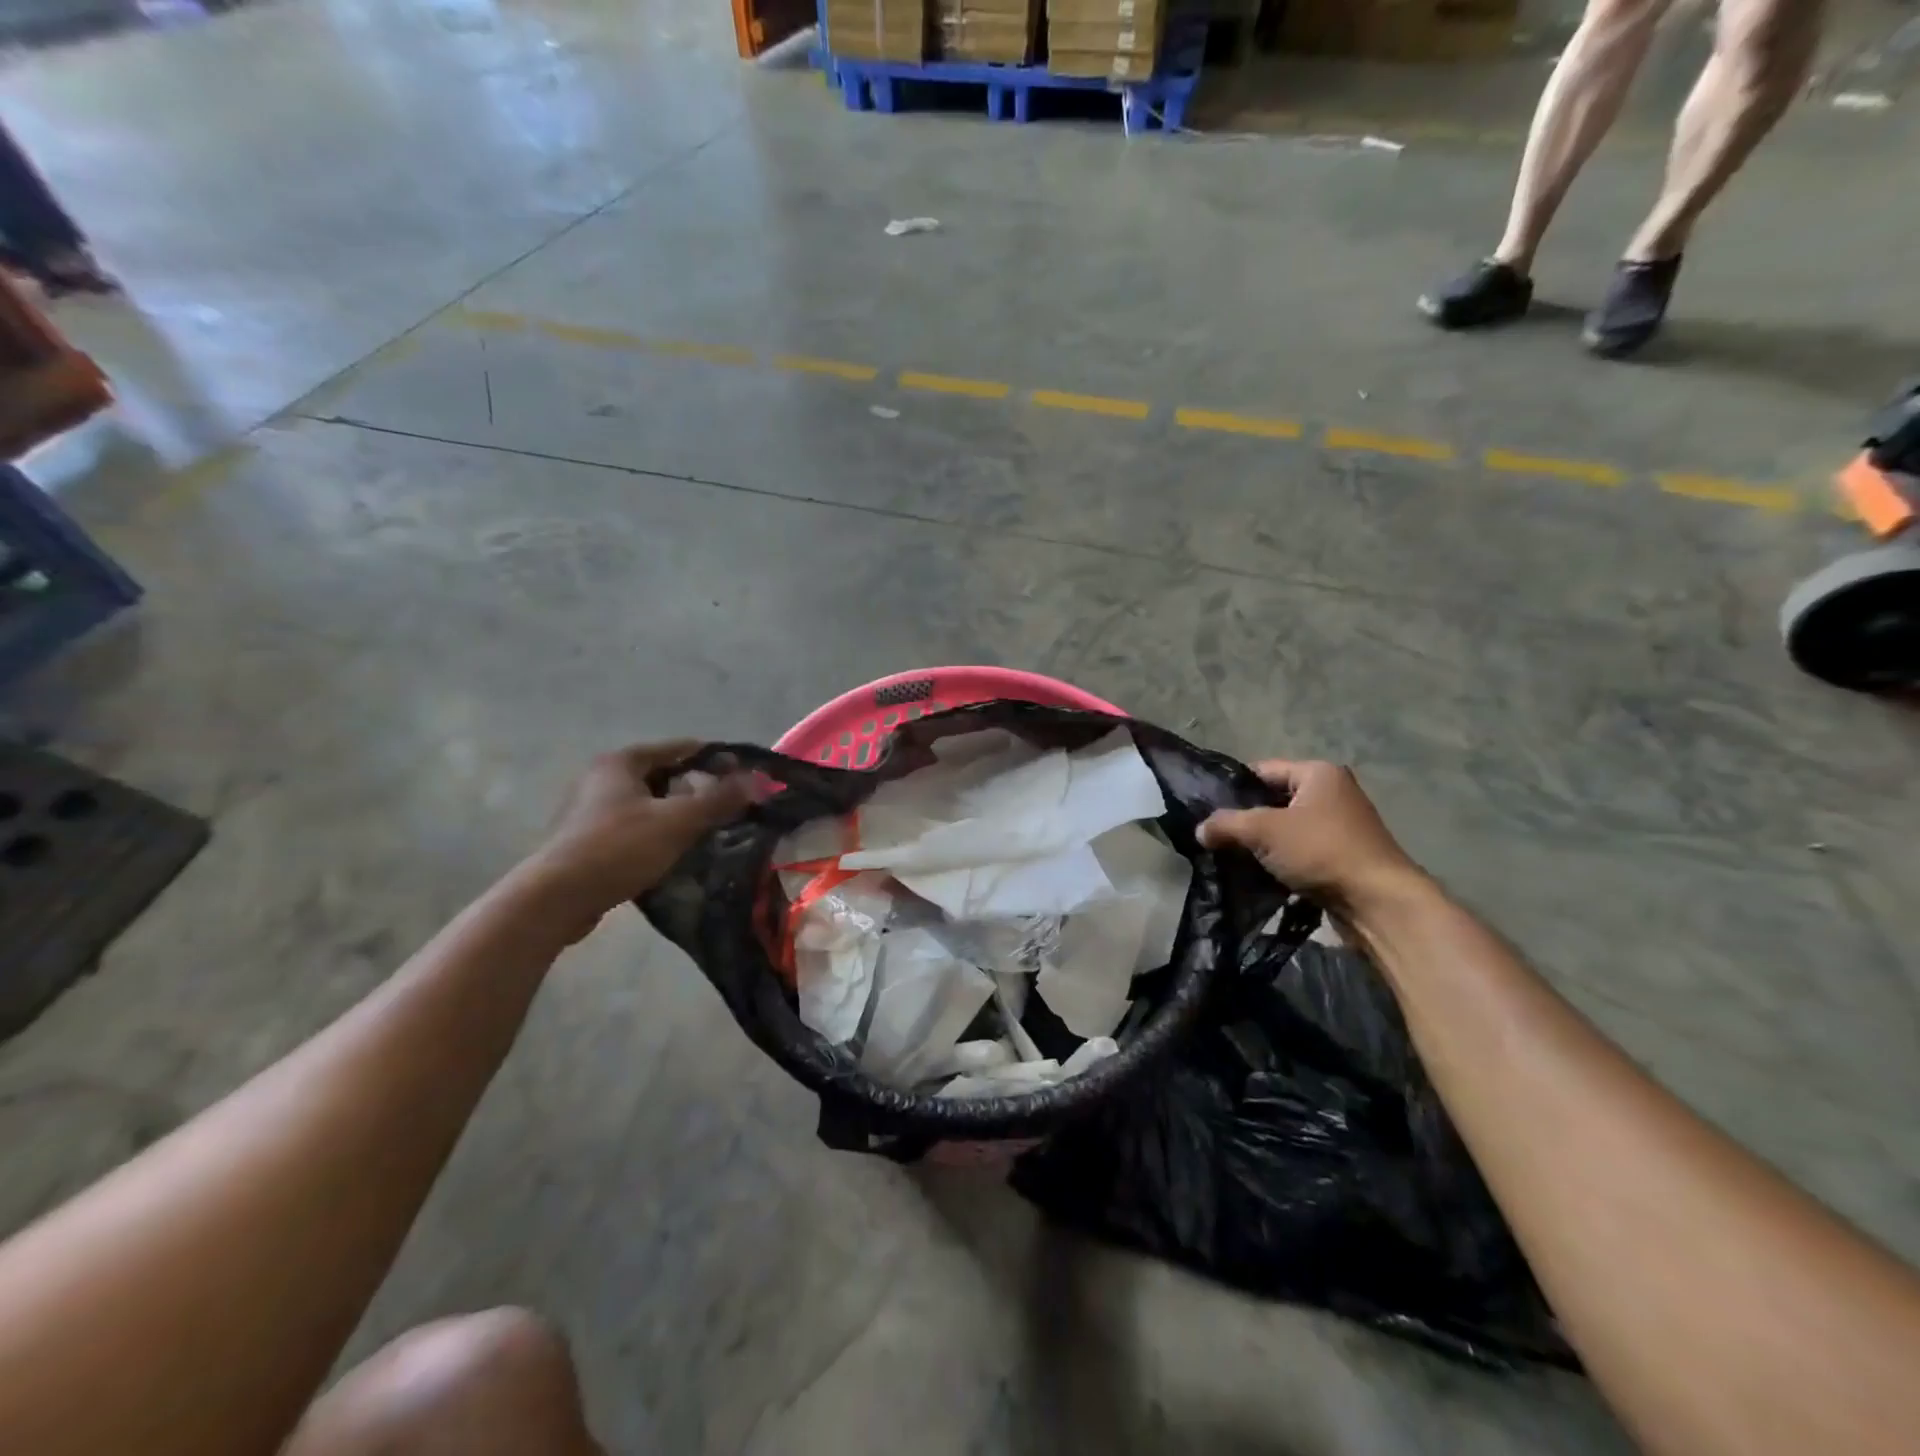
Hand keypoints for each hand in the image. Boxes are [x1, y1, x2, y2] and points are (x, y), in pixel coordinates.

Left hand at [520, 741, 751, 942]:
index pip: (678, 748)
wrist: (556, 899)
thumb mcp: (678, 820)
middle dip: (696, 787)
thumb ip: (719, 799)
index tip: (742, 772)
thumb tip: (756, 781)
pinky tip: (675, 851)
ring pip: (648, 803)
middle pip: (663, 775)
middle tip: (728, 804)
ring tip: (707, 829)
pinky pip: (633, 827)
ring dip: (677, 813)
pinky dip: (657, 833)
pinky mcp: (585, 840)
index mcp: (621, 762)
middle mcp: (601, 778)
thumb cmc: (619, 848)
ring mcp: (589, 810)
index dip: (713, 757)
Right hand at [1197, 760, 1426, 914]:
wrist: (1377, 902)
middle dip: (1245, 819)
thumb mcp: (1264, 831)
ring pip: (1285, 829)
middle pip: (1273, 800)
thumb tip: (1200, 830)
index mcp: (1318, 773)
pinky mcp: (1341, 857)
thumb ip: (1227, 824)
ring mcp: (1339, 826)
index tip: (1207, 809)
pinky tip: (1258, 874)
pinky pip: (1299, 851)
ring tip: (1231, 857)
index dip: (1233, 788)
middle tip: (1216, 836)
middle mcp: (1332, 793)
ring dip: (1261, 844)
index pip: (1262, 770)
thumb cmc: (1321, 851)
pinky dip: (1279, 860)